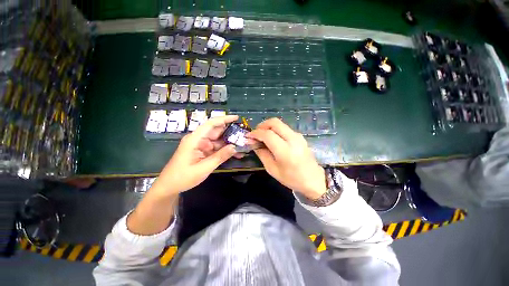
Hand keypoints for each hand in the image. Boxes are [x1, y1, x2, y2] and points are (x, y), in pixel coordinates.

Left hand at [152, 115, 238, 195]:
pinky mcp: (202, 151)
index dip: (224, 119)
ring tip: (242, 146)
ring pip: (218, 141)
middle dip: (230, 133)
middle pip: (216, 132)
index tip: (236, 118)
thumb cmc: (183, 177)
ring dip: (229, 143)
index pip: (211, 124)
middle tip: (244, 135)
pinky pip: (216, 148)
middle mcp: (198, 139)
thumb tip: (234, 147)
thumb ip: (220, 156)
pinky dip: (225, 150)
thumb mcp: (204, 168)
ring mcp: (201, 145)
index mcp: (195, 139)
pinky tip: (235, 153)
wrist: (170, 186)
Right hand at [247, 118, 326, 199]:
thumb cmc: (291, 178)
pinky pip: (284, 128)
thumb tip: (252, 143)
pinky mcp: (300, 136)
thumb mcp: (272, 169)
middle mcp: (293, 139)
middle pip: (274, 122)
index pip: (267, 134)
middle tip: (255, 133)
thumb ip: (261, 153)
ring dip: (268, 127)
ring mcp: (298, 136)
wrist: (313, 180)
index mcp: (285, 150)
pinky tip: (272, 138)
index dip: (255, 133)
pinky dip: (275, 130)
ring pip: (280, 124)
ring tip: (262, 136)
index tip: (248, 136)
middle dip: (262, 125)